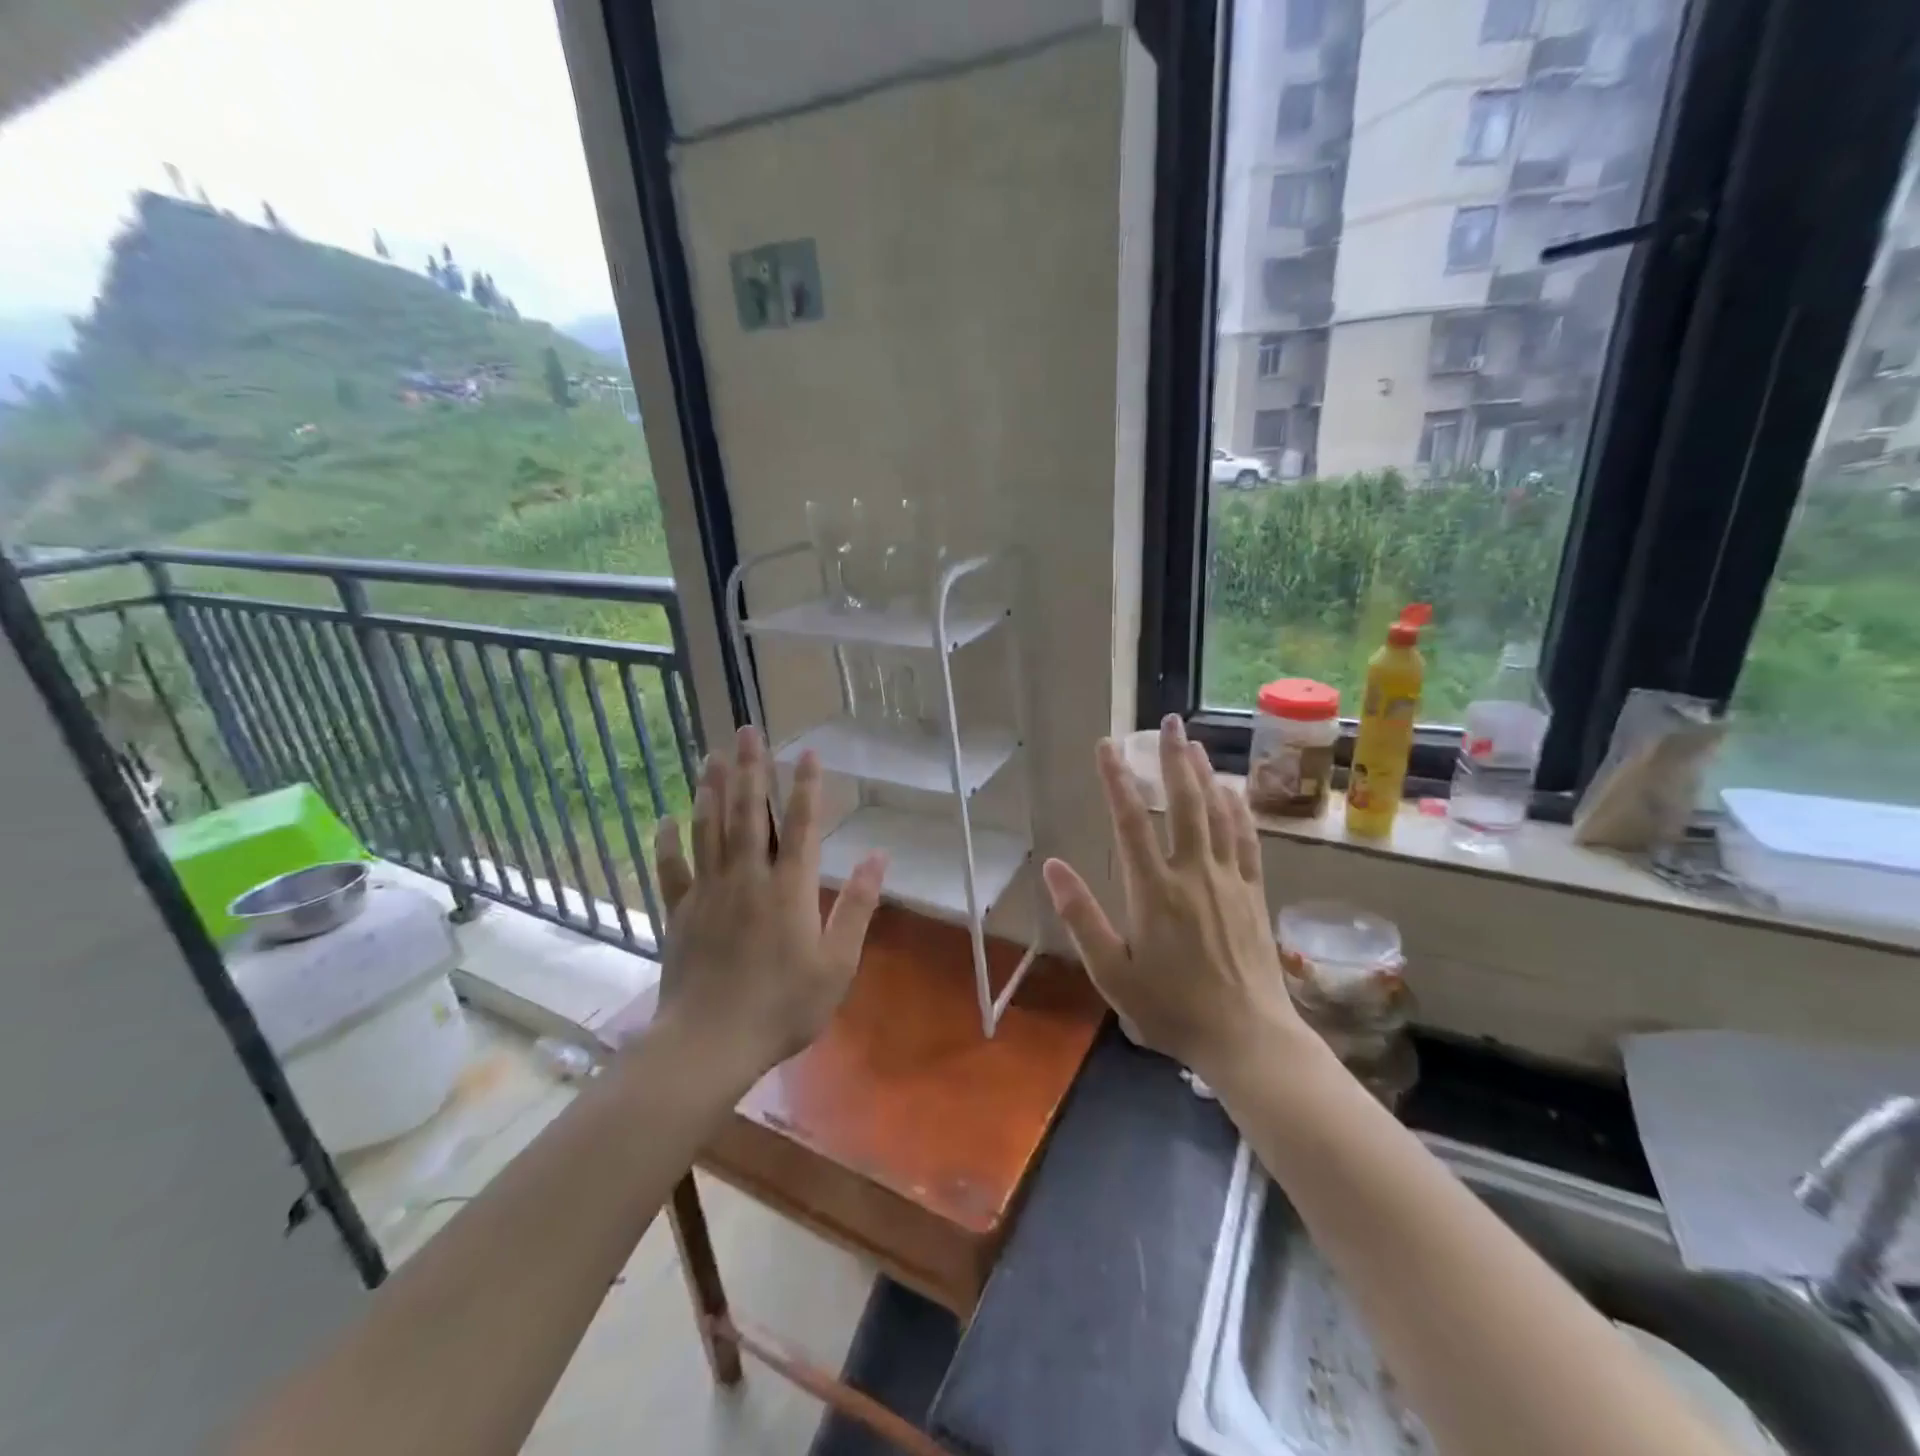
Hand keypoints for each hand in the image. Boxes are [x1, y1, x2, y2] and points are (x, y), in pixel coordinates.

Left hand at [651, 726, 886, 1072]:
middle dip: (751, 768)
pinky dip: (668, 842)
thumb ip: (858, 906)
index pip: (800, 824)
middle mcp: (748, 878)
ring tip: (714, 755)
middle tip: (746, 730)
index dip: (805, 786)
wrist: (710, 1043)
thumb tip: (879, 856)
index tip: (806, 751)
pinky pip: (672, 869)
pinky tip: (665, 818)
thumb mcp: (838, 963)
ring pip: (709, 829)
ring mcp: (709, 892)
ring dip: (712, 789)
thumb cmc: (784, 1006)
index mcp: (789, 888)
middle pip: (748, 812)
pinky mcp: (680, 912)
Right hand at [1041, 716, 1305, 1082]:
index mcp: (1154, 891)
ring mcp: (1229, 880)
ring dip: (1205, 773)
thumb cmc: (1171, 1009)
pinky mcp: (1253, 893)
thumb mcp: (1112, 973)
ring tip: (1195, 743)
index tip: (1106, 745)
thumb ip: (1082, 917)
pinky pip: (1247, 839)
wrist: (1247, 1038)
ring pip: (1218, 813)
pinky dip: (1237, 809)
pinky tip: (1232, 791)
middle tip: (1169, 722)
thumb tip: (1051, 866)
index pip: (1130, 821)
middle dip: (1174, 758)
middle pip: (1184, 803)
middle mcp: (1193, 873)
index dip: (1116, 779)